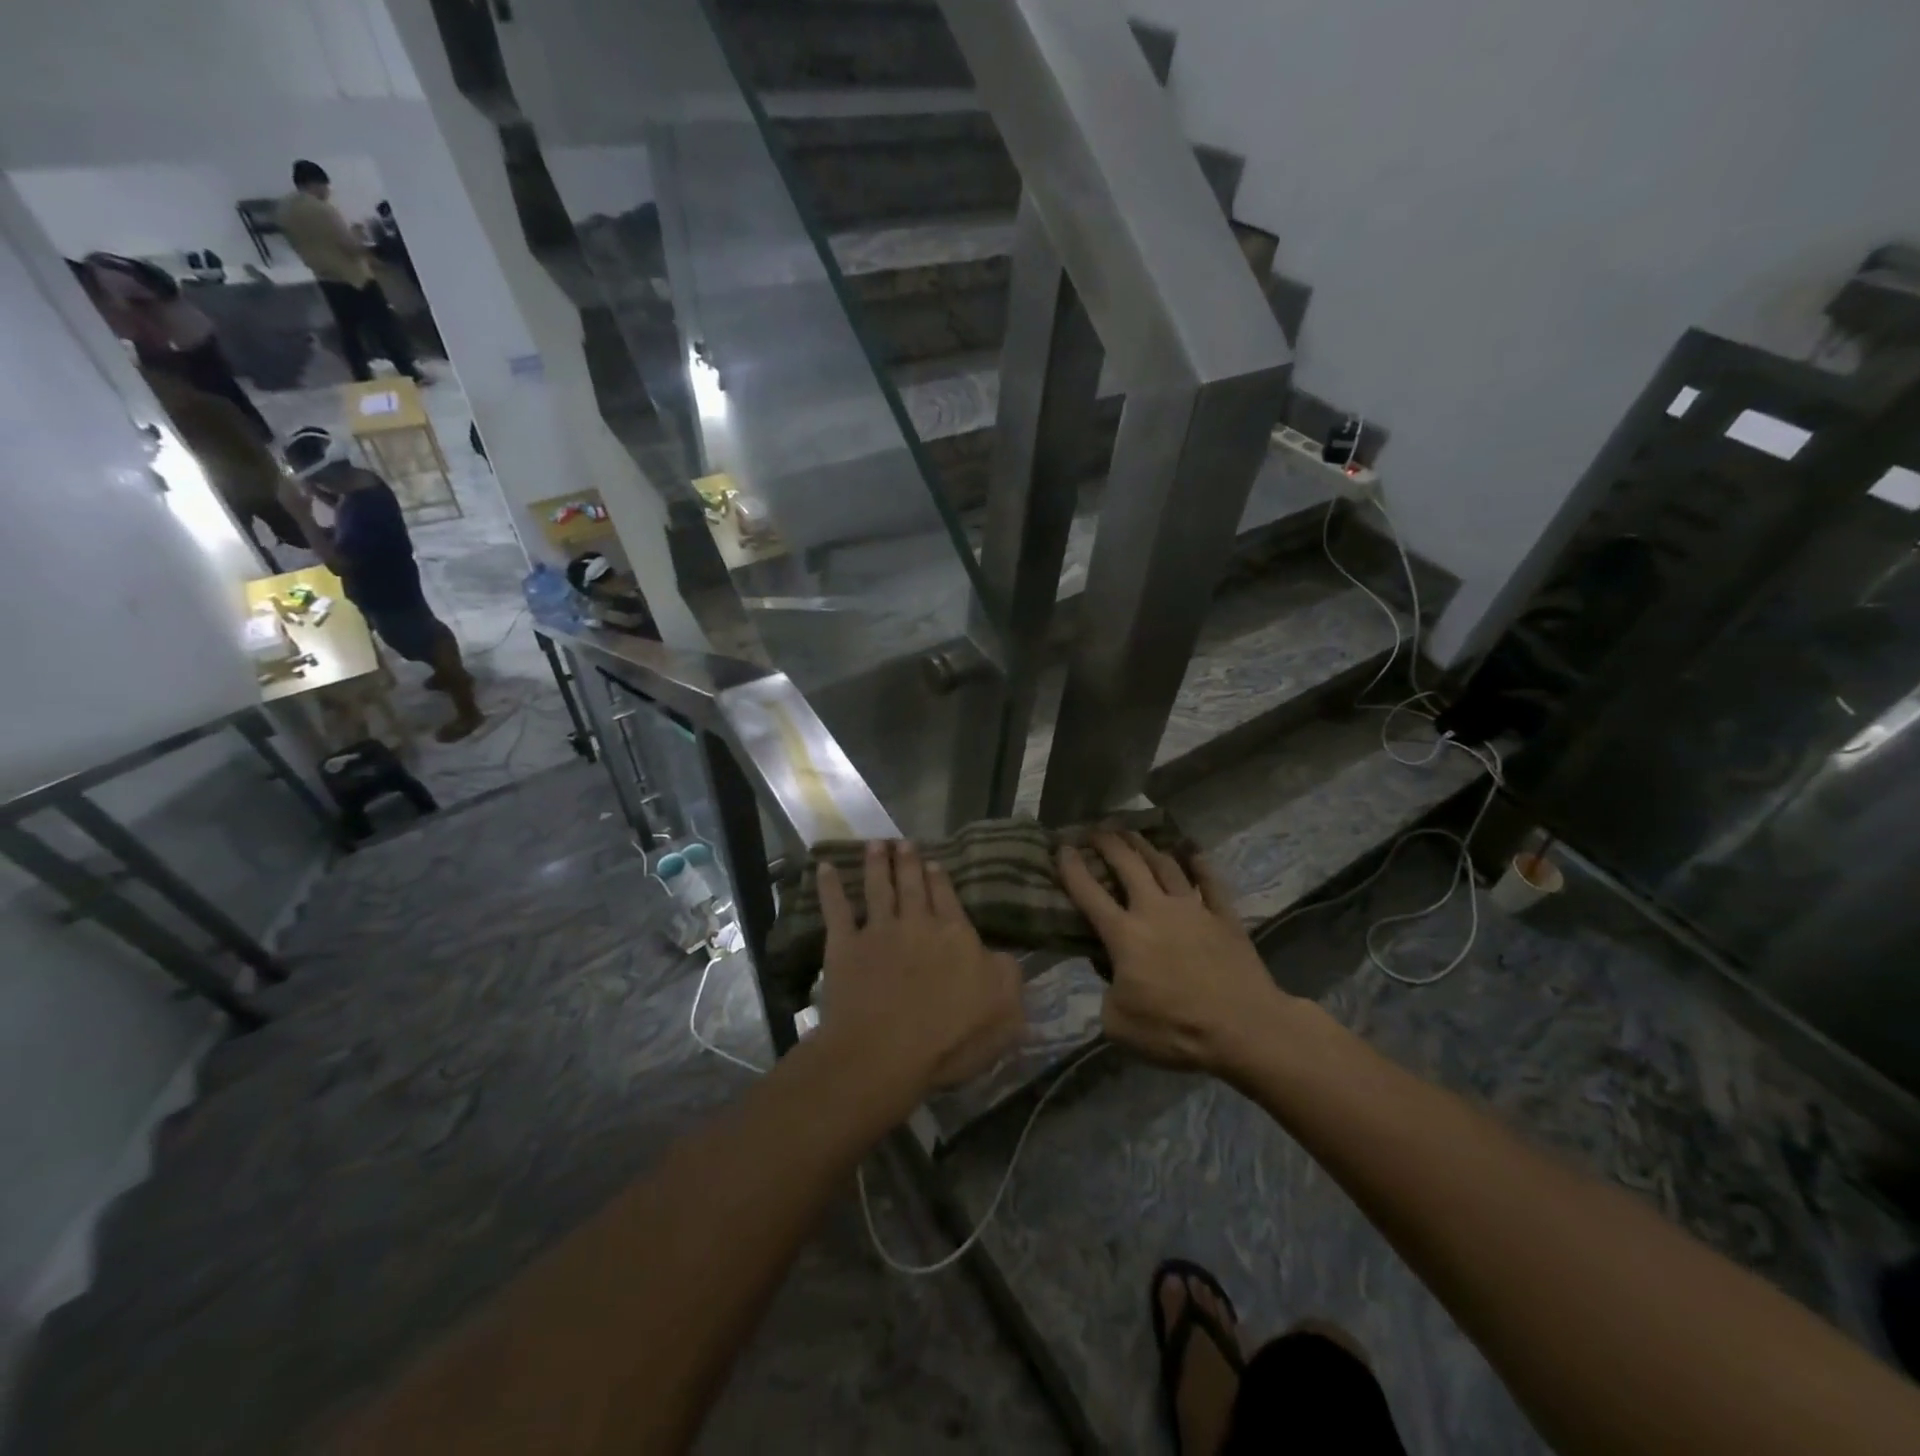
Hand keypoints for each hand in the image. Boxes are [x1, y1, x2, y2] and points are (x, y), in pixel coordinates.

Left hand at [816, 840, 1024, 1103]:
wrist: (885, 1052)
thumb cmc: (951, 1038)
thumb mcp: (1005, 1010)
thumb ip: (1006, 975)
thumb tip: (1000, 956)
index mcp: (956, 937)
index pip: (948, 900)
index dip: (940, 880)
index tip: (933, 862)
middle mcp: (917, 924)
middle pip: (912, 886)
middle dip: (908, 862)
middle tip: (904, 842)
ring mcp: (878, 932)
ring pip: (877, 888)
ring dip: (876, 864)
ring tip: (876, 844)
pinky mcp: (845, 946)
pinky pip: (836, 909)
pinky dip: (829, 887)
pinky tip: (825, 868)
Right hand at [1058, 831, 1292, 1074]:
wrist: (1245, 1029)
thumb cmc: (1176, 1031)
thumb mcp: (1119, 1025)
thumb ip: (1107, 994)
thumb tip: (1112, 976)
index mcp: (1124, 935)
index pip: (1089, 892)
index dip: (1072, 867)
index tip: (1062, 847)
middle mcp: (1155, 910)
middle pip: (1128, 865)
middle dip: (1108, 843)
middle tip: (1096, 830)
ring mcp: (1193, 909)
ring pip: (1165, 865)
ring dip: (1145, 846)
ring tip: (1132, 833)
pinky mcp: (1225, 918)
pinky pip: (1211, 882)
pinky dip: (1201, 864)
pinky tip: (1193, 851)